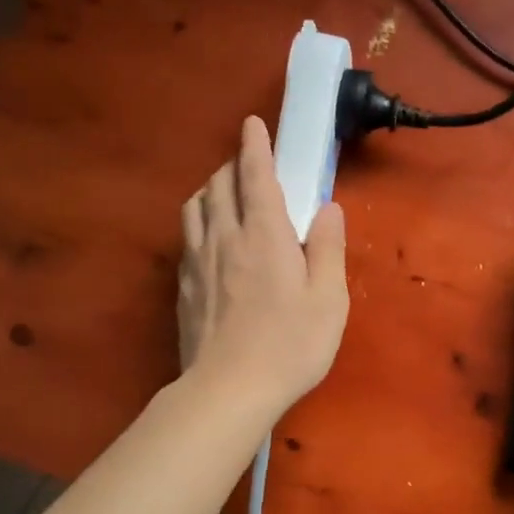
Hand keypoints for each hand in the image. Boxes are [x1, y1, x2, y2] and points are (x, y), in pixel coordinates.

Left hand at [178, 116, 348, 415]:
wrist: (228, 389)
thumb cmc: (290, 345)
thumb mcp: (329, 299)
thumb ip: (328, 248)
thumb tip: (328, 208)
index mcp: (265, 235)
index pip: (255, 175)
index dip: (255, 145)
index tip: (253, 123)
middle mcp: (225, 237)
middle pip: (219, 184)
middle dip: (233, 166)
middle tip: (250, 167)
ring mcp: (198, 261)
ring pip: (195, 207)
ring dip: (211, 190)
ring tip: (226, 197)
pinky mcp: (184, 286)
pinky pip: (187, 237)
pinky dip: (200, 222)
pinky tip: (211, 240)